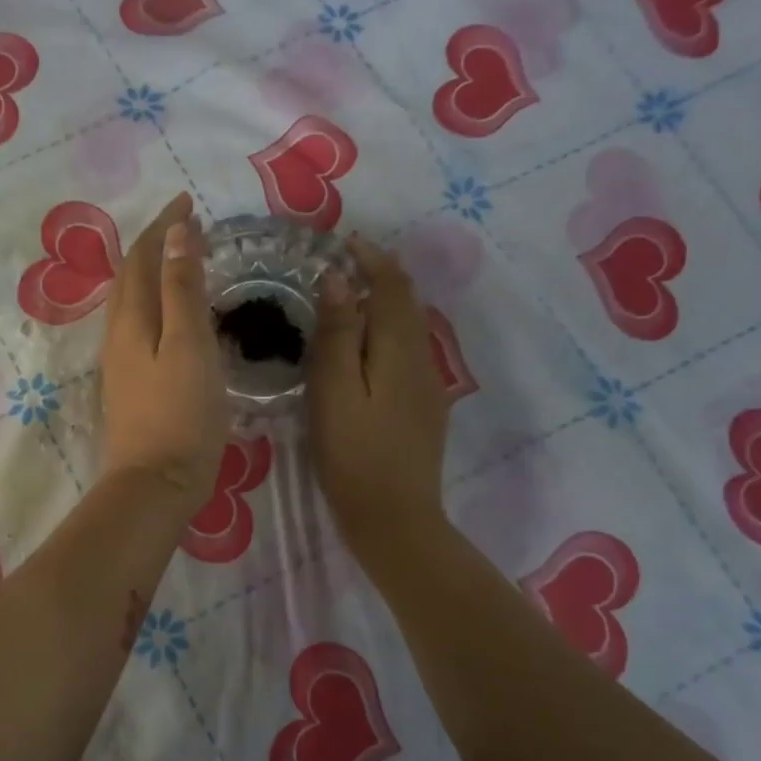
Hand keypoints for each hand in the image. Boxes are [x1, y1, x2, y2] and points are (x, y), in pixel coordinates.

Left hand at [98, 193, 228, 515]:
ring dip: (152, 272)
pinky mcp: (130, 384)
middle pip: (130, 276)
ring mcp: (121, 362)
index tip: (188, 200)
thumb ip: (182, 289)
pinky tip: (173, 315)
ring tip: (181, 260)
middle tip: (186, 226)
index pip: (142, 257)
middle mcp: (118, 334)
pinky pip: (140, 326)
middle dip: (154, 244)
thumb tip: (176, 233)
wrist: (155, 483)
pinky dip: (156, 303)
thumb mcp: (190, 345)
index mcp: (132, 320)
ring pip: (132, 302)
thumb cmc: (181, 414)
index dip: (163, 225)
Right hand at [308, 236, 450, 558]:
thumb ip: (337, 334)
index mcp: (399, 348)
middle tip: (339, 267)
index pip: (393, 286)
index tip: (344, 242)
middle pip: (406, 303)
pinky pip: (406, 352)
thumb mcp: (333, 391)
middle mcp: (422, 358)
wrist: (395, 518)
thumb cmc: (353, 455)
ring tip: (344, 302)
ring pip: (408, 328)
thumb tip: (338, 279)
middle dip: (379, 276)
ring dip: (382, 304)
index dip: (372, 258)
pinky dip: (385, 333)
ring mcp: (427, 384)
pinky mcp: (423, 407)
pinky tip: (361, 350)